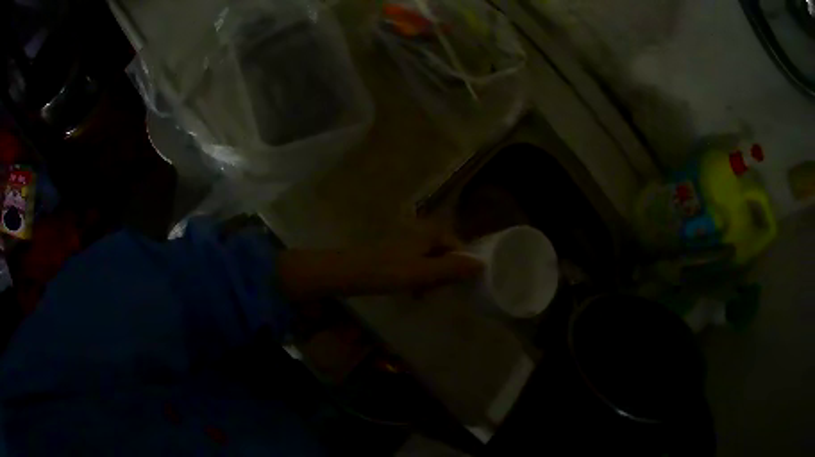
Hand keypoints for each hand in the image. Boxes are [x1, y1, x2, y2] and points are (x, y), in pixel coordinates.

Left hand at [277, 222, 483, 300]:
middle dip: (443, 274)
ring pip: (430, 260)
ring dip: (430, 278)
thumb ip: (452, 270)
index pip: (458, 247)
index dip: (460, 267)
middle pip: (445, 253)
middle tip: (435, 292)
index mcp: (430, 231)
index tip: (454, 286)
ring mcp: (406, 241)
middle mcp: (420, 232)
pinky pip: (416, 264)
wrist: (348, 272)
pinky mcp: (395, 252)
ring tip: (422, 295)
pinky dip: (417, 277)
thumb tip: (482, 265)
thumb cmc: (387, 272)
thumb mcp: (423, 273)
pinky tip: (410, 292)